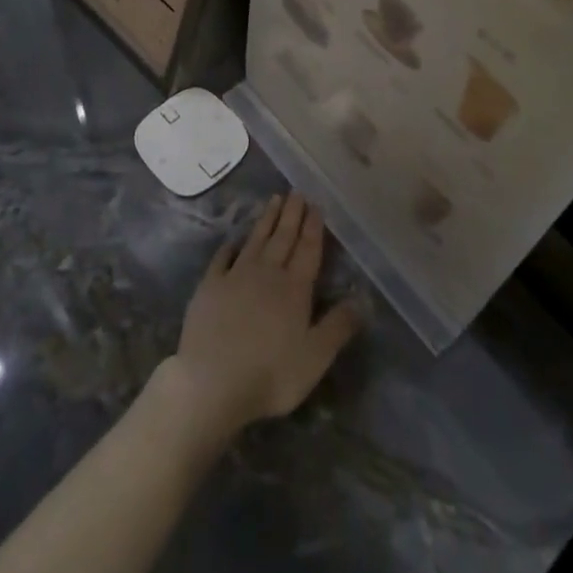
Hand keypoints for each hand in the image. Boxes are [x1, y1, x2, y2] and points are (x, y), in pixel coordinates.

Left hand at [162, 192, 360, 441]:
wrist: (212, 380)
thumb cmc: (271, 374)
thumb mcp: (315, 357)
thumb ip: (338, 326)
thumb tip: (362, 299)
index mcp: (294, 289)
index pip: (307, 250)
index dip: (313, 228)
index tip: (316, 205)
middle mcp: (267, 273)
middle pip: (282, 238)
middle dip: (292, 215)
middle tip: (297, 192)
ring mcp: (236, 276)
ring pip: (256, 240)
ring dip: (267, 220)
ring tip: (275, 200)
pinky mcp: (210, 286)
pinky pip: (222, 258)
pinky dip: (230, 246)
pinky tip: (234, 240)